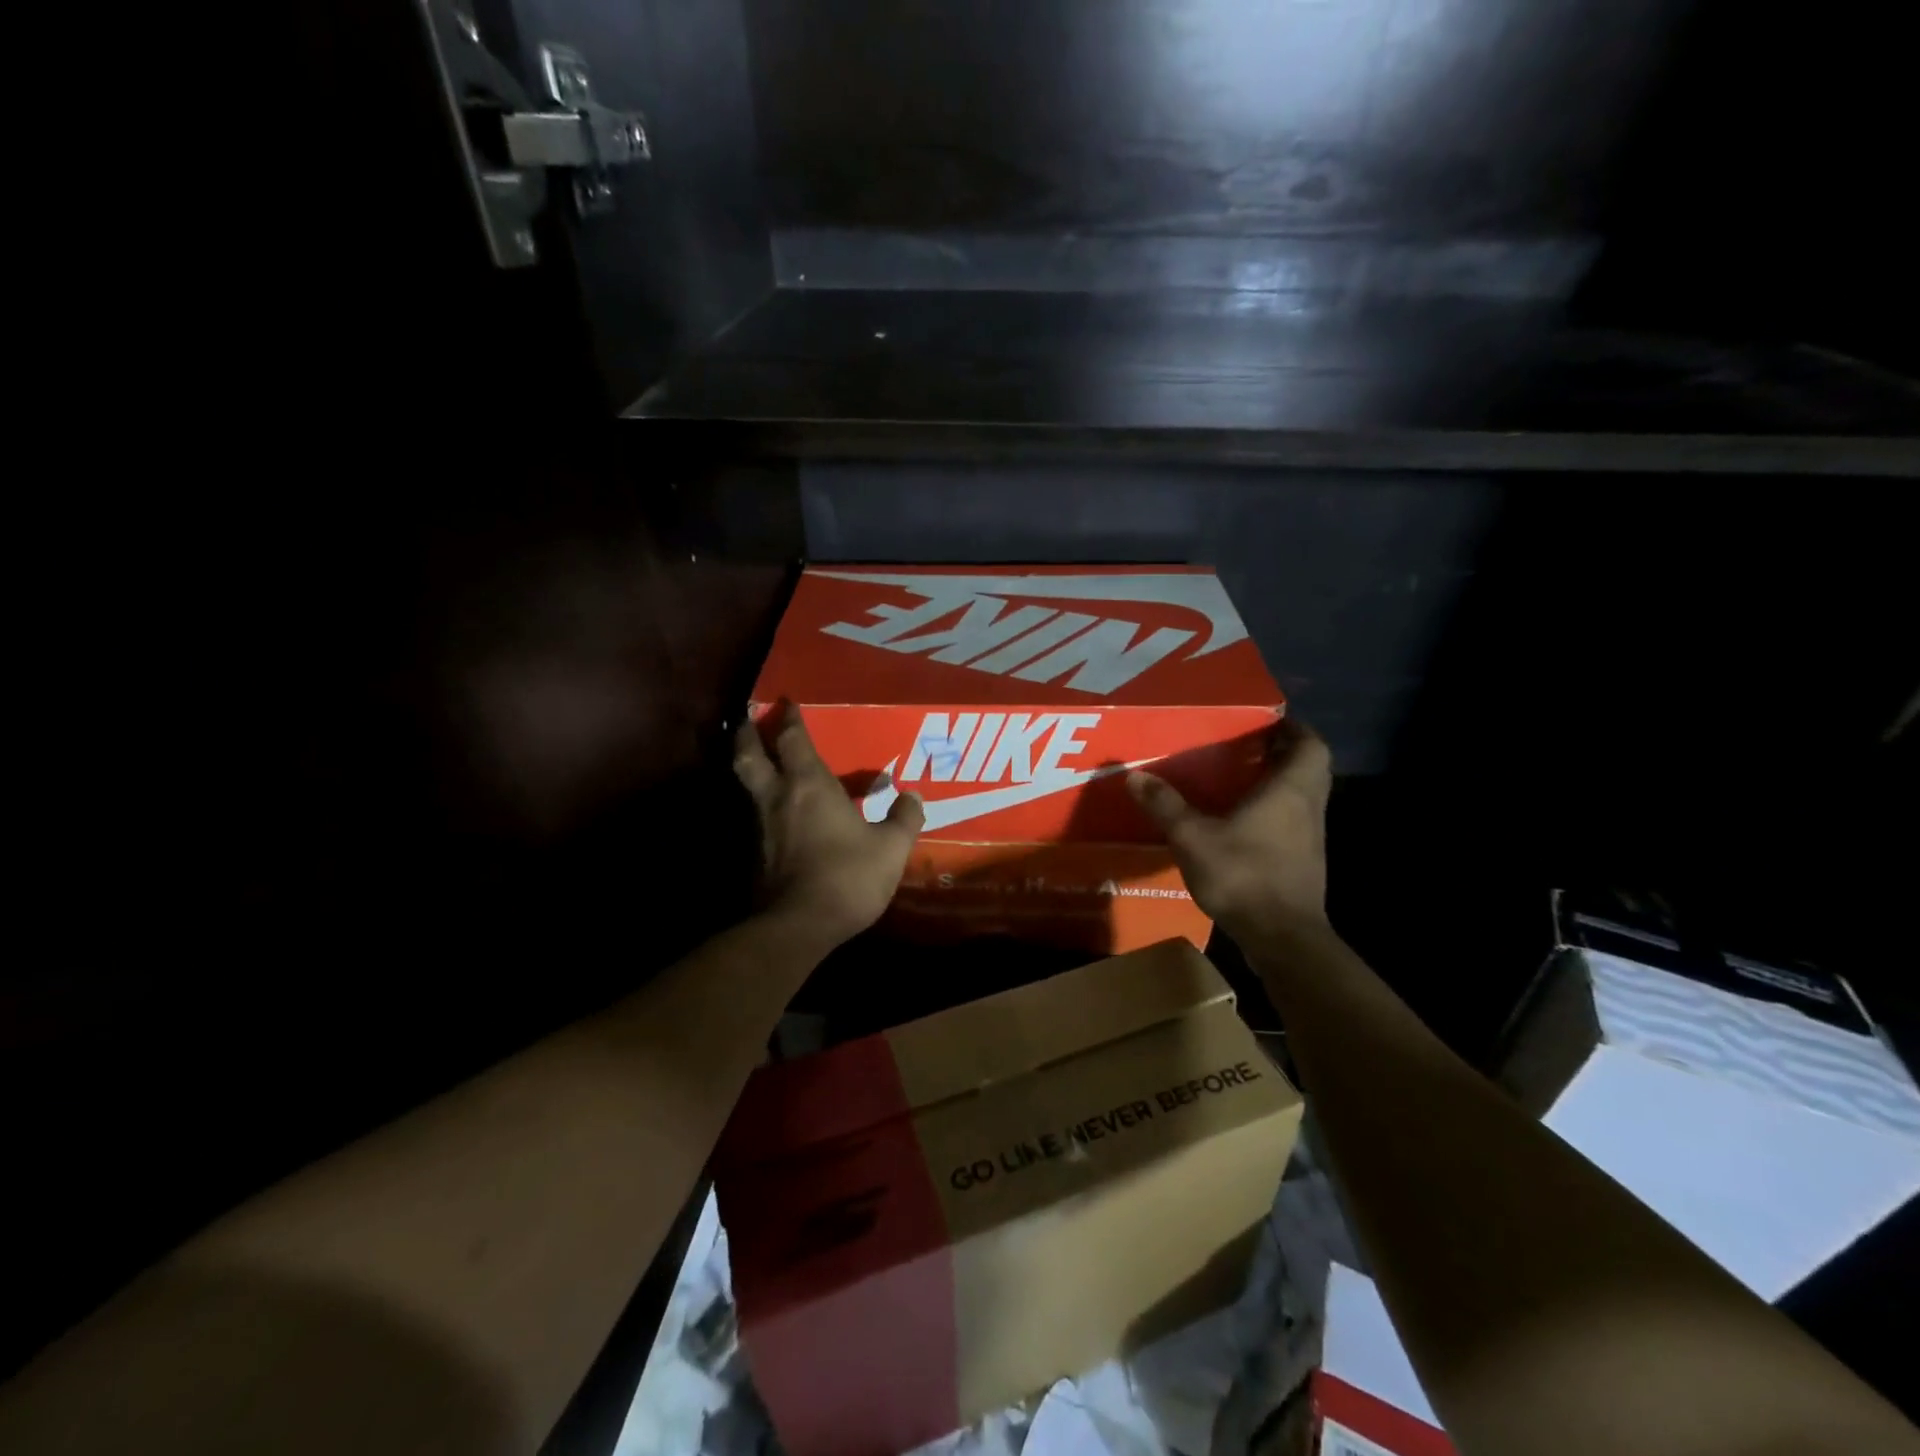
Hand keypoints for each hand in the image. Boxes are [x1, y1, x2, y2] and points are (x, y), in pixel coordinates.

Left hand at [733, 706, 924, 947]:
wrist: (799, 925)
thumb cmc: (848, 876)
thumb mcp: (890, 848)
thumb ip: (904, 818)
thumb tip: (912, 796)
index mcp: (810, 786)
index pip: (793, 740)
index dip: (790, 719)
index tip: (787, 702)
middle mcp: (778, 798)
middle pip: (749, 755)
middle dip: (747, 734)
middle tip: (747, 719)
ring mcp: (761, 827)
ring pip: (747, 785)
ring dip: (749, 767)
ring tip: (756, 759)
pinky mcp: (754, 855)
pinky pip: (755, 816)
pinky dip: (759, 804)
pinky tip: (774, 814)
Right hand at [1126, 719, 1332, 942]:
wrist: (1282, 938)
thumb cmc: (1244, 875)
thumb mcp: (1193, 837)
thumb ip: (1166, 805)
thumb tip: (1134, 775)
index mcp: (1290, 790)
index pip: (1311, 745)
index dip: (1294, 728)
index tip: (1267, 720)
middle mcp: (1308, 808)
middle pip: (1309, 767)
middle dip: (1283, 753)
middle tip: (1247, 746)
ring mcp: (1310, 838)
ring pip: (1303, 796)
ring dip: (1280, 783)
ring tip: (1239, 778)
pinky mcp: (1304, 862)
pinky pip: (1294, 822)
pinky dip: (1275, 812)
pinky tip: (1242, 822)